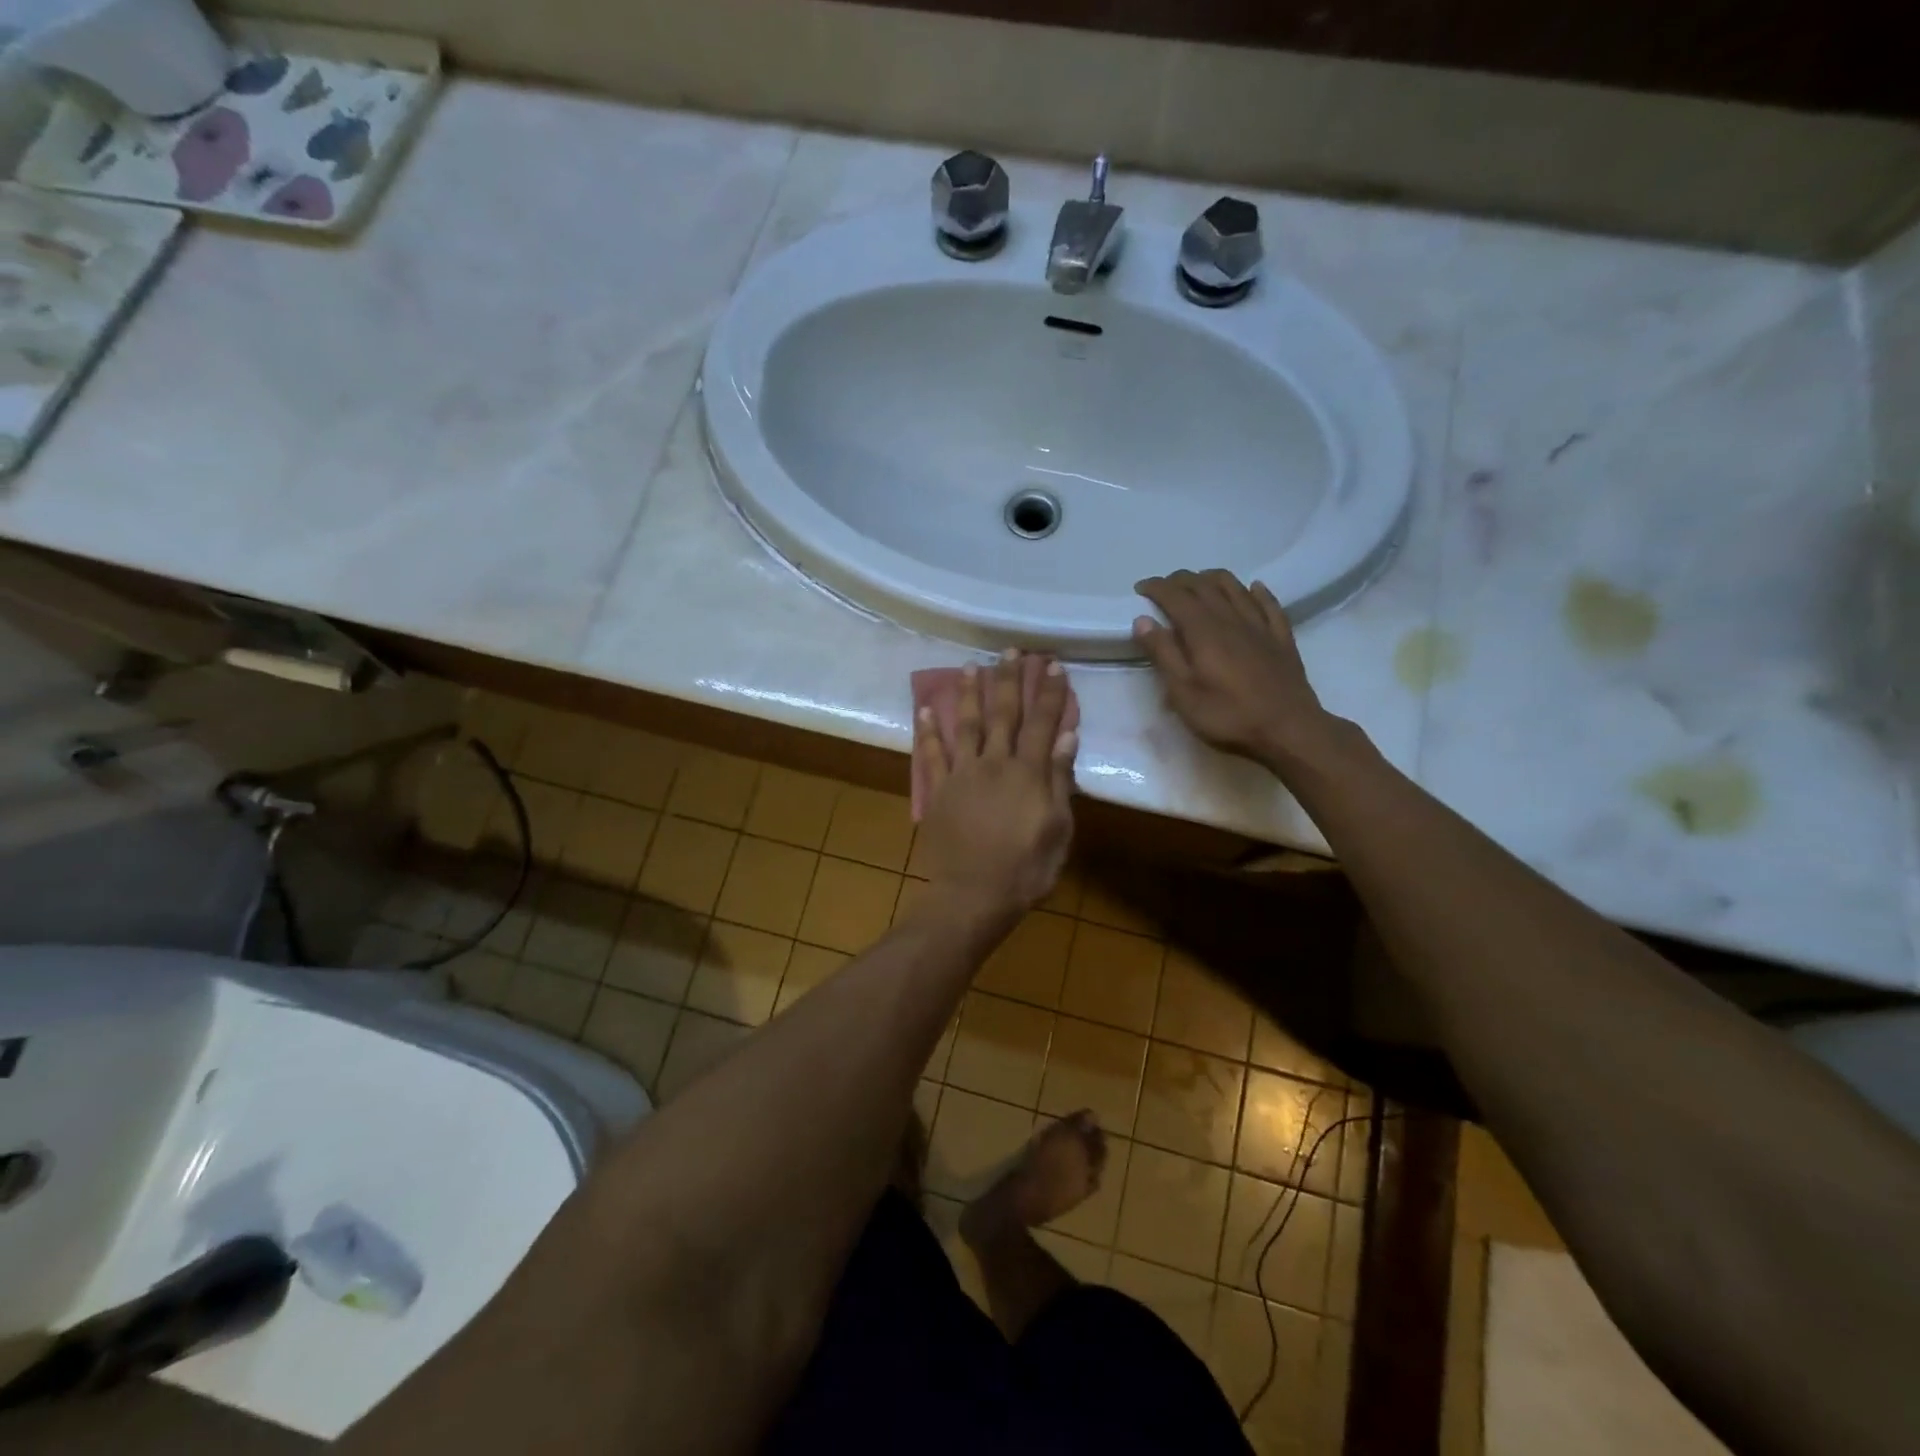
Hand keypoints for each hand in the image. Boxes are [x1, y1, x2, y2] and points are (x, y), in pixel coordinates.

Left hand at [913, 652, 1075, 919]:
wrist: (973, 895)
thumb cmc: (1026, 869)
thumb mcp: (1058, 829)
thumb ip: (1060, 780)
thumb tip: (1066, 735)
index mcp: (1028, 773)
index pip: (1041, 722)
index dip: (1049, 693)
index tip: (1052, 665)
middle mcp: (994, 763)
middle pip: (1002, 713)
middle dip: (1008, 679)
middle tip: (1010, 650)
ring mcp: (961, 774)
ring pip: (965, 724)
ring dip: (968, 693)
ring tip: (971, 665)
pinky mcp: (937, 791)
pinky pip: (930, 754)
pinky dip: (927, 731)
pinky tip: (924, 709)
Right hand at [1133, 569, 1336, 768]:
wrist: (1289, 730)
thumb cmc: (1228, 716)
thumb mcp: (1183, 693)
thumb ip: (1163, 654)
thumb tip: (1143, 620)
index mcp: (1204, 631)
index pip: (1176, 596)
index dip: (1156, 587)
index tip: (1141, 588)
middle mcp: (1232, 619)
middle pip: (1204, 586)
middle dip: (1180, 580)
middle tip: (1164, 586)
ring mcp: (1260, 626)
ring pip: (1235, 588)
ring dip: (1213, 578)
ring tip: (1199, 582)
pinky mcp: (1282, 638)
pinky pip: (1269, 604)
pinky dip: (1257, 591)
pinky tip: (1253, 588)